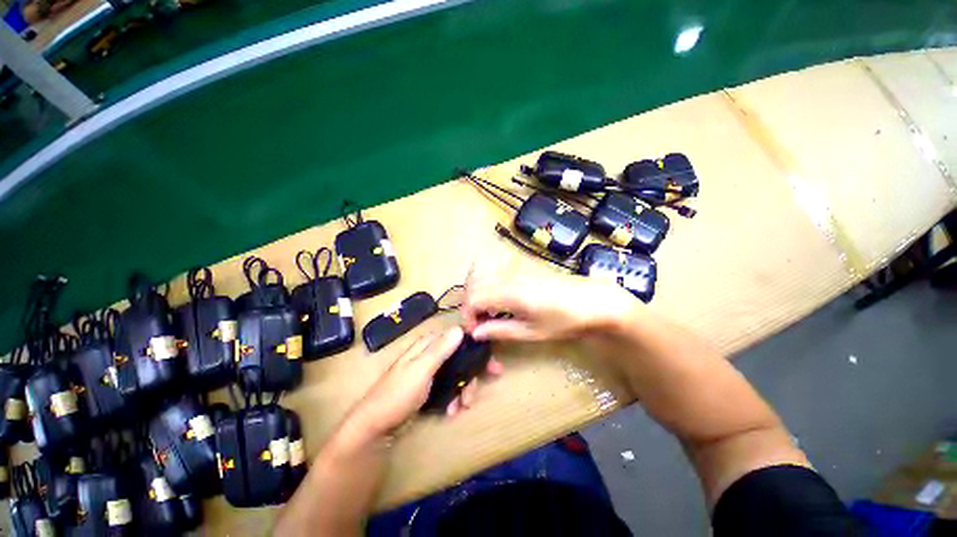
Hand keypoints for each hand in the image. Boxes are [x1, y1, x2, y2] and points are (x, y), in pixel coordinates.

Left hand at [344, 327, 504, 444]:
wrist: (375, 425)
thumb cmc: (397, 394)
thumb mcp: (420, 370)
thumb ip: (440, 349)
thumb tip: (460, 328)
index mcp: (427, 344)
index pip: (457, 337)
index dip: (475, 347)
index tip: (490, 360)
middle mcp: (430, 354)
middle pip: (460, 357)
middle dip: (471, 374)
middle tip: (483, 386)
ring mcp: (430, 371)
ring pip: (456, 373)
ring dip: (463, 389)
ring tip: (463, 405)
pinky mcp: (429, 386)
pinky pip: (449, 386)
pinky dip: (454, 396)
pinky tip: (452, 410)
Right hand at [462, 261, 637, 342]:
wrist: (593, 300)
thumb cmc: (565, 320)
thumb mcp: (532, 332)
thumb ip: (500, 330)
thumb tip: (476, 333)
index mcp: (509, 293)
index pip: (473, 298)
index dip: (468, 315)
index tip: (474, 332)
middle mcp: (508, 277)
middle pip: (473, 284)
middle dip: (469, 304)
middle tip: (479, 324)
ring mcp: (515, 270)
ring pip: (481, 275)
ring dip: (477, 293)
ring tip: (486, 312)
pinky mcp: (522, 269)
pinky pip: (494, 273)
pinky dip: (487, 286)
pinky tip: (499, 301)